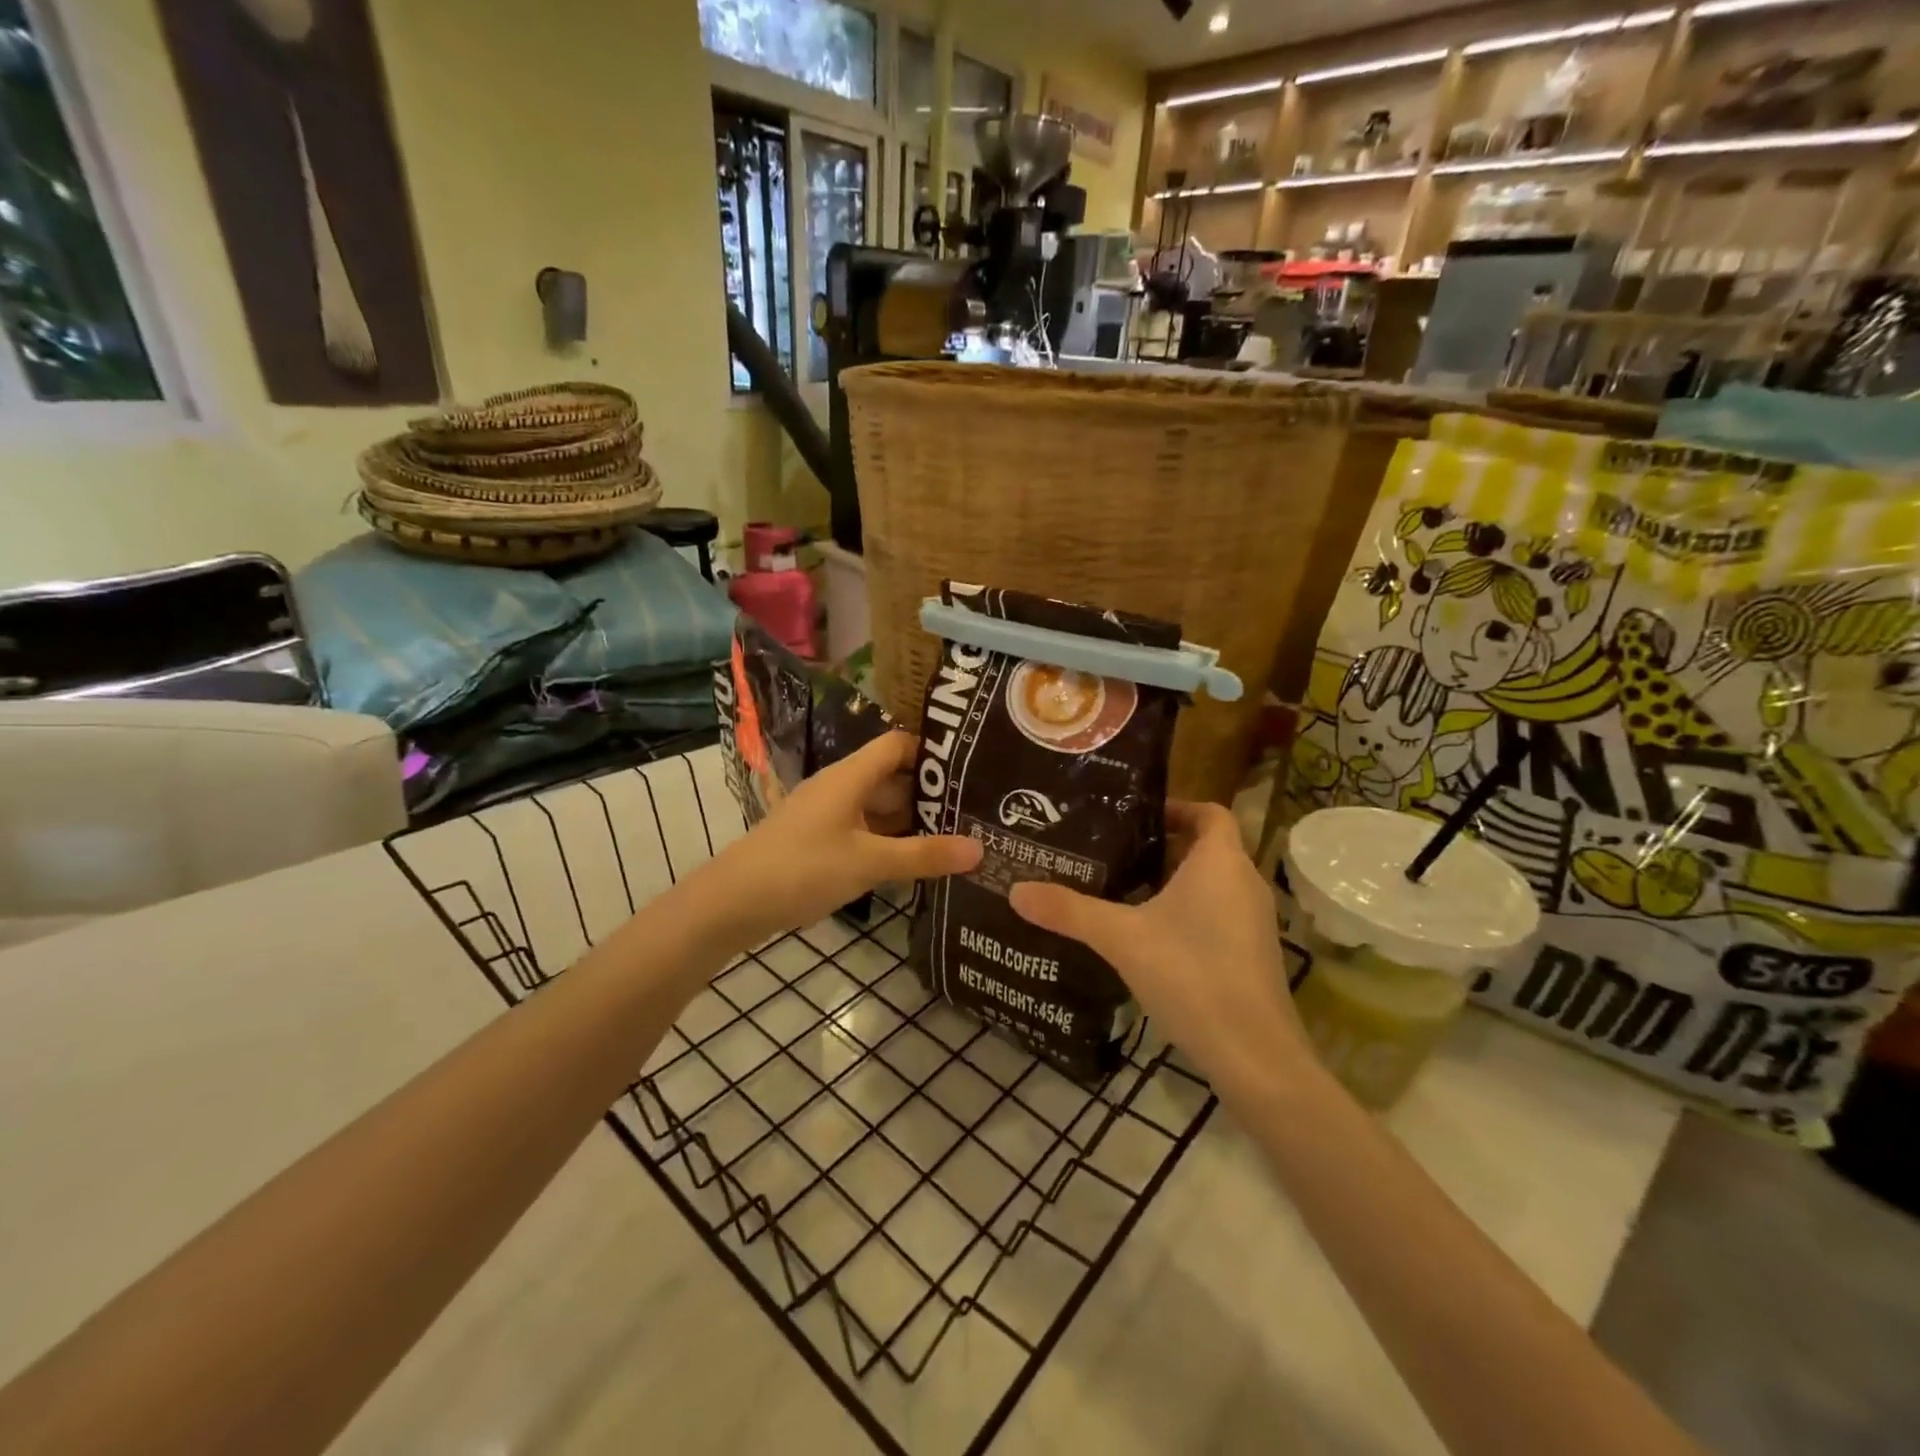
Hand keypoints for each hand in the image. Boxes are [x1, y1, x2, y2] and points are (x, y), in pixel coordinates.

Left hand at [697, 731, 979, 950]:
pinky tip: (912, 862)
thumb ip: (924, 855)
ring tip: (954, 836)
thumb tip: (980, 849)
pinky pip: (862, 830)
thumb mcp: (870, 862)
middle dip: (928, 793)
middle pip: (891, 778)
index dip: (931, 751)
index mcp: (850, 776)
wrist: (733, 902)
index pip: (897, 744)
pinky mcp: (817, 841)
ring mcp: (826, 815)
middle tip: (973, 809)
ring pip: (877, 808)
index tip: (970, 767)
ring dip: (910, 821)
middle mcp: (839, 787)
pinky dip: (887, 841)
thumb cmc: (803, 868)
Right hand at [1009, 800, 1309, 1100]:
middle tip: (1112, 851)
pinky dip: (1187, 913)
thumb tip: (1016, 891)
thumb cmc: (1192, 975)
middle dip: (1161, 847)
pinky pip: (1217, 914)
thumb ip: (1069, 911)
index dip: (1176, 807)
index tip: (1134, 815)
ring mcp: (1253, 921)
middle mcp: (1245, 882)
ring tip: (1121, 890)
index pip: (1209, 811)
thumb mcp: (1121, 938)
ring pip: (1211, 884)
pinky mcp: (1252, 954)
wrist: (1254, 1055)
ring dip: (1173, 883)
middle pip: (1206, 847)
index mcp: (1220, 862)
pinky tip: (1148, 938)